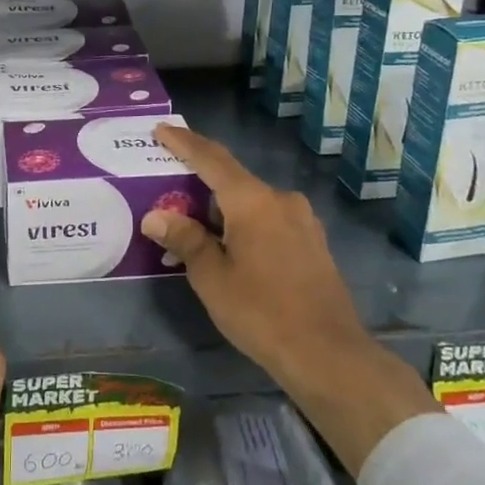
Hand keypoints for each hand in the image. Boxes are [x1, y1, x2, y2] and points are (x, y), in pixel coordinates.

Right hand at [140, 124, 370, 397]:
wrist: (328, 354)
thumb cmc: (261, 312)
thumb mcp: (212, 277)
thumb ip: (185, 239)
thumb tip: (156, 216)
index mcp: (252, 200)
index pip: (211, 159)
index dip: (184, 143)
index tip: (161, 130)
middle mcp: (280, 199)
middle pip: (232, 179)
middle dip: (200, 182)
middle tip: (169, 189)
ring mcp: (302, 220)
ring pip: (252, 201)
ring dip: (222, 208)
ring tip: (195, 226)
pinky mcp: (312, 242)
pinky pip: (269, 219)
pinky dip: (244, 222)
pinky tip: (231, 246)